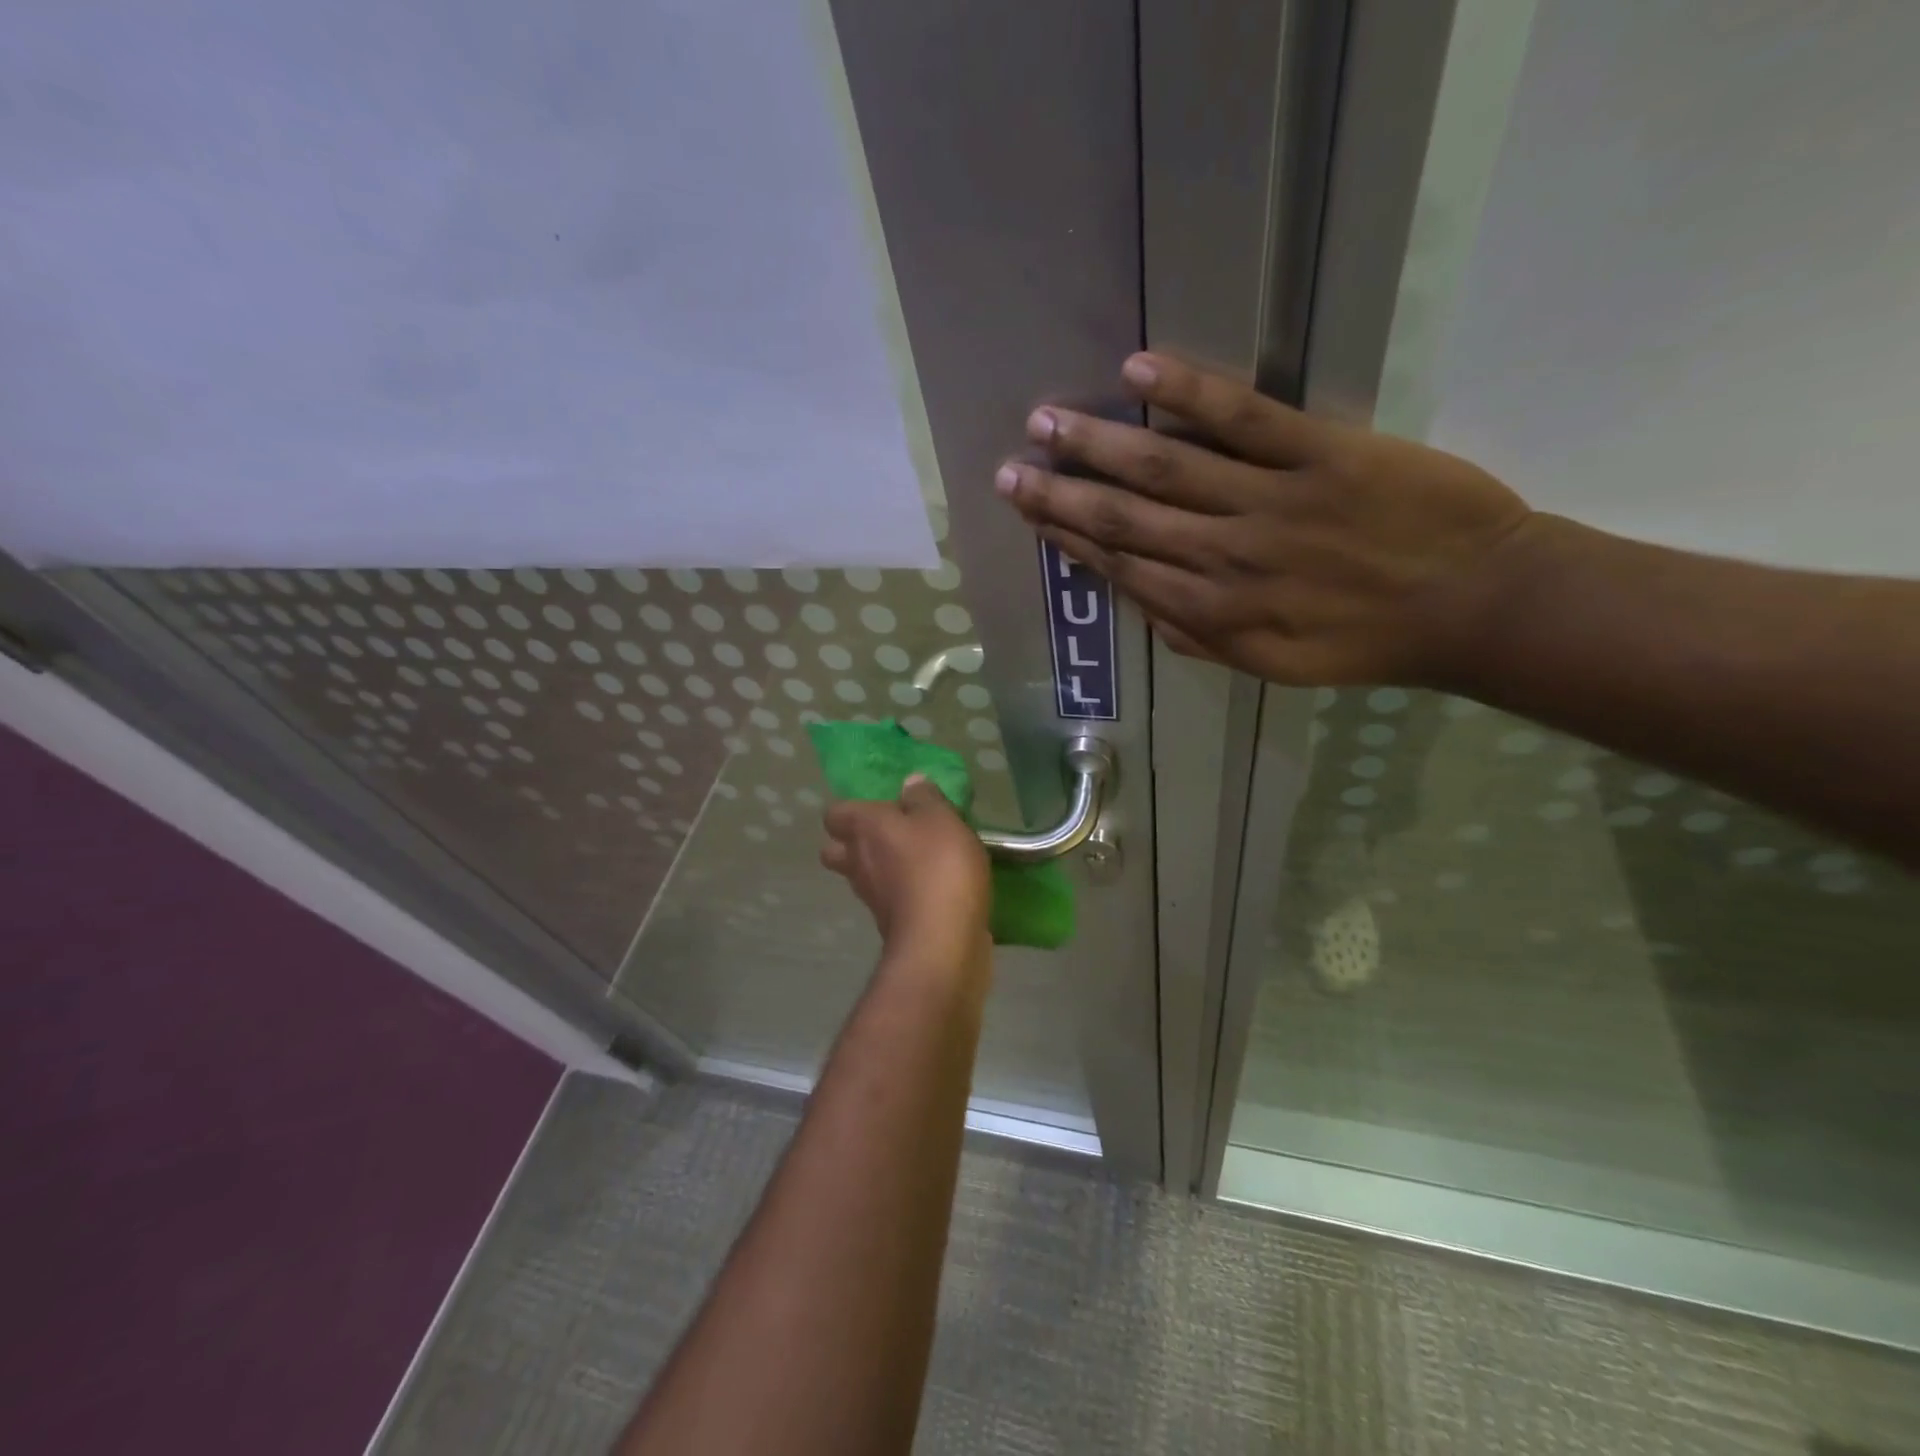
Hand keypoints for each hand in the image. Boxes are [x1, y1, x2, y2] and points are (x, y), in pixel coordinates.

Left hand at [821, 776, 991, 954]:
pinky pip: (889, 900)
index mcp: (863, 828)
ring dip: (882, 868)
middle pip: (837, 850)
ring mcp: (870, 897)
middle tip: (893, 835)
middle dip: (855, 843)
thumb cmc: (938, 867)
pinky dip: (903, 893)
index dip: (852, 809)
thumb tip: (909, 783)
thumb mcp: (941, 818)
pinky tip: (933, 889)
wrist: (941, 942)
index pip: (834, 813)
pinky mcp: (889, 924)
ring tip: (920, 860)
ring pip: (863, 876)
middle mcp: (857, 861)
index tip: (882, 807)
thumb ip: (925, 797)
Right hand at [995, 353, 1542, 689]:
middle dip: (1060, 494)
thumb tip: (1145, 607)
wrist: (1472, 607)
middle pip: (1124, 517)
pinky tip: (1139, 370)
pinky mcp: (1322, 454)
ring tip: (1047, 421)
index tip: (1030, 515)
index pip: (1121, 567)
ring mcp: (1268, 503)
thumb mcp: (1272, 666)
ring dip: (1098, 443)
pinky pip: (1244, 419)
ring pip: (1164, 467)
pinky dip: (1189, 392)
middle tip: (1011, 469)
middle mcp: (1222, 558)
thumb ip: (1202, 639)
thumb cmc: (1365, 641)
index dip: (1069, 539)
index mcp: (1211, 613)